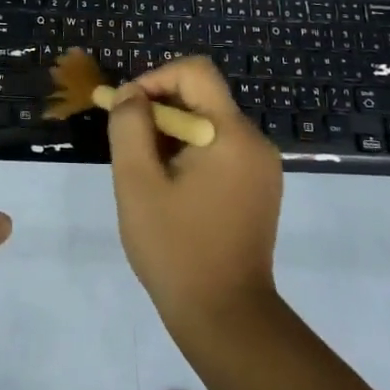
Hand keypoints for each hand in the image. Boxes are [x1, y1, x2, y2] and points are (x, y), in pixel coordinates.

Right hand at [107, 56, 283, 342]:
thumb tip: (131, 95)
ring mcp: (261, 168)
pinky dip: (188, 156)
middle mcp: (255, 142)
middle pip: (202, 98)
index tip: (127, 110)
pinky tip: (168, 191)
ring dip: (170, 136)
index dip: (155, 78)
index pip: (195, 72)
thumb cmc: (176, 248)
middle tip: (127, 146)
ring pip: (207, 125)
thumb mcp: (137, 183)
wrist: (226, 318)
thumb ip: (129, 127)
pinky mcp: (259, 190)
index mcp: (232, 134)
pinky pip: (219, 151)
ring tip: (144, 174)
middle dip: (158, 111)